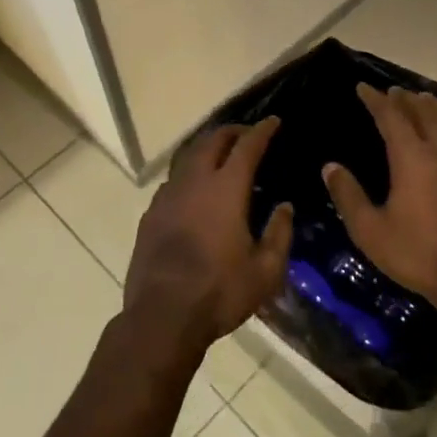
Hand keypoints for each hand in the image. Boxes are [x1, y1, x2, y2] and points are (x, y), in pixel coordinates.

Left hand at [124, 118, 293, 367]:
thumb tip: (284, 207)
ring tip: (221, 155)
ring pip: (188, 157)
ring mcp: (168, 196)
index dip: (262, 131)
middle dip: (232, 131)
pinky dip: (189, 173)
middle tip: (247, 134)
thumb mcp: (265, 271)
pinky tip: (194, 190)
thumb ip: (279, 234)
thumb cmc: (220, 292)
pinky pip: (173, 180)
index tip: (273, 121)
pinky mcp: (151, 214)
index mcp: (226, 189)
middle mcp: (194, 182)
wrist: (162, 315)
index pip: (247, 147)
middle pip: (212, 141)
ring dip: (207, 148)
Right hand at [322, 83, 436, 310]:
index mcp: (412, 158)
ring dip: (432, 105)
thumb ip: (348, 195)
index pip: (391, 117)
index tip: (363, 87)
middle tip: (391, 91)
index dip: (376, 100)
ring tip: (422, 98)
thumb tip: (330, 167)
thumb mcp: (370, 230)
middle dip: (404, 98)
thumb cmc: (416, 254)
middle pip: (423, 112)